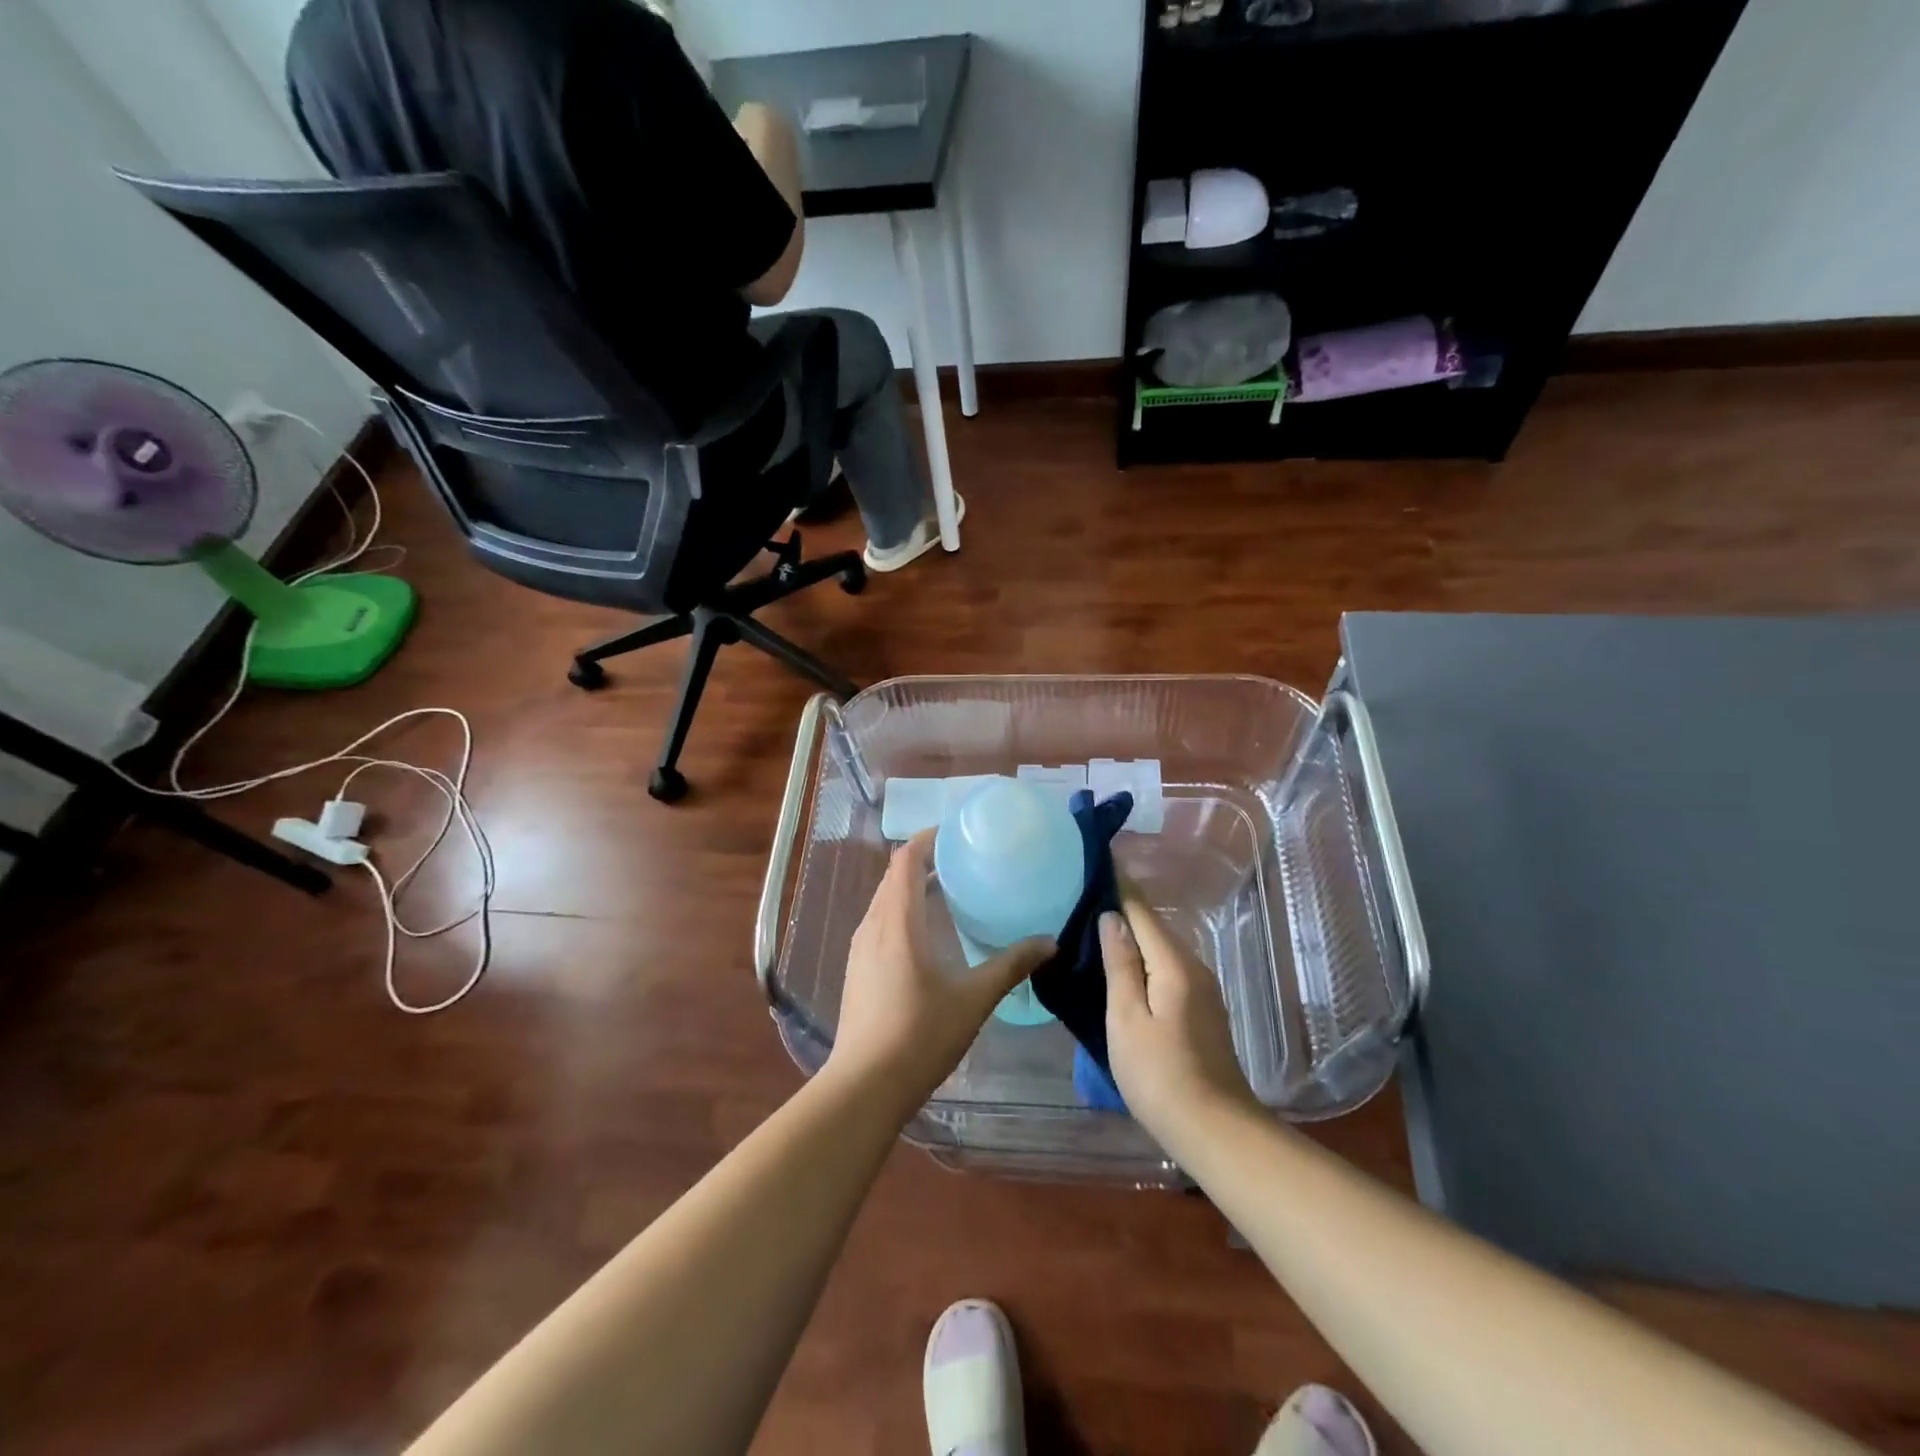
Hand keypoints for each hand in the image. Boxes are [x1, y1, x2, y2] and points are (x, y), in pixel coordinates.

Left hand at [828, 832, 1053, 1114]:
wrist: (865, 1086)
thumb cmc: (920, 1035)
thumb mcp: (973, 999)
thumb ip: (1011, 966)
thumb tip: (1048, 943)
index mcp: (897, 921)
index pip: (906, 860)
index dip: (928, 839)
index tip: (957, 833)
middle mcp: (873, 926)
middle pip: (895, 877)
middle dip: (926, 862)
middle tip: (964, 861)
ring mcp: (860, 949)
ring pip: (886, 902)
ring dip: (914, 889)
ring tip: (951, 893)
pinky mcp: (857, 970)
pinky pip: (880, 924)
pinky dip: (904, 914)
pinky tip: (929, 937)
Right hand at [1100, 893, 1261, 1146]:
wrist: (1216, 1131)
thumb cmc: (1160, 1074)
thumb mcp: (1127, 1018)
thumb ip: (1120, 964)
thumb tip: (1112, 916)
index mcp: (1173, 964)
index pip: (1141, 910)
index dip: (1118, 884)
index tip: (1096, 859)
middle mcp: (1193, 968)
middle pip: (1153, 927)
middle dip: (1122, 908)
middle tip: (1084, 894)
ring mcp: (1201, 990)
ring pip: (1160, 949)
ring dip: (1132, 935)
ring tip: (1095, 925)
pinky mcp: (1201, 1011)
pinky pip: (1166, 969)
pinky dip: (1143, 959)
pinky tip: (1123, 967)